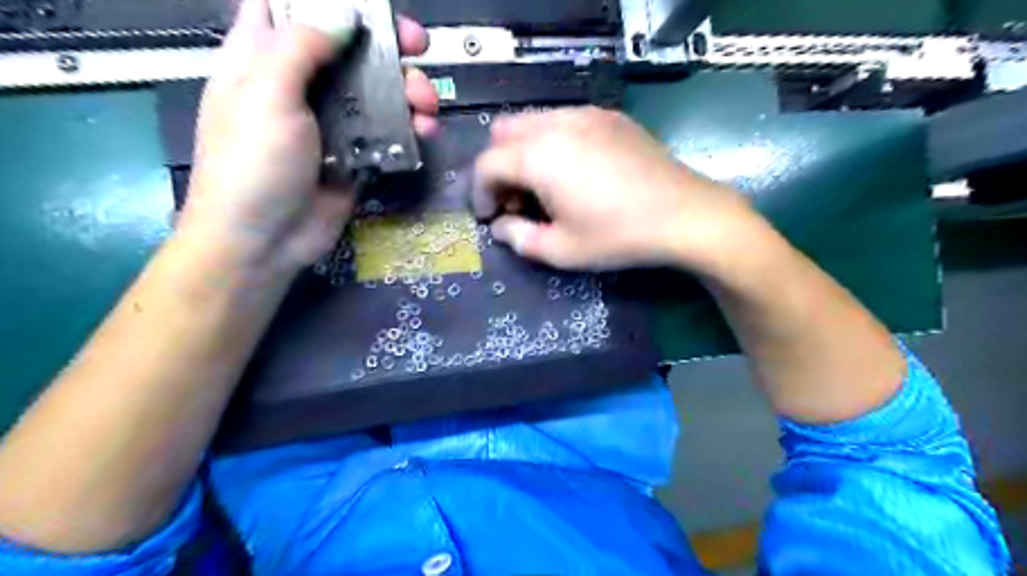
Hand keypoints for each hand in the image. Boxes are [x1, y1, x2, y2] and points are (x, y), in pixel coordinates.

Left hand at [179, 1, 435, 272]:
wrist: (265, 240)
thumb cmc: (252, 162)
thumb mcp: (266, 95)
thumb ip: (302, 49)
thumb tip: (345, 14)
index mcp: (264, 58)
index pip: (291, 9)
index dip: (329, 2)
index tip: (369, 7)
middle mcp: (301, 85)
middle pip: (348, 49)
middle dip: (387, 45)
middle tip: (419, 47)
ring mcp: (332, 123)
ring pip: (376, 91)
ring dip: (408, 91)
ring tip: (427, 103)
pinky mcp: (356, 155)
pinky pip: (388, 133)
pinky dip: (410, 129)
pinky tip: (424, 132)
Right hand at [473, 106, 760, 273]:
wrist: (684, 214)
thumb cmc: (618, 236)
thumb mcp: (561, 250)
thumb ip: (519, 238)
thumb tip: (501, 227)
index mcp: (538, 155)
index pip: (486, 164)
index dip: (480, 193)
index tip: (490, 218)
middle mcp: (555, 124)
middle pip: (503, 134)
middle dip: (499, 168)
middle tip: (517, 202)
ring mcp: (585, 114)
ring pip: (533, 122)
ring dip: (524, 153)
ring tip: (546, 188)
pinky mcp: (609, 116)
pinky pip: (563, 120)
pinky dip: (552, 142)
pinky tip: (575, 172)